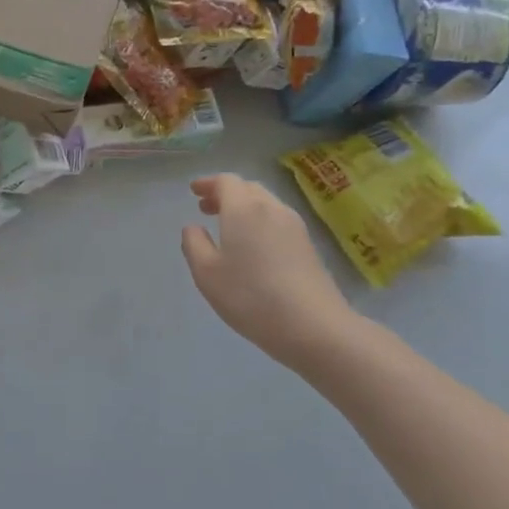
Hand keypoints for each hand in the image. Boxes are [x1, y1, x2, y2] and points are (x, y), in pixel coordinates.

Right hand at [181, 174, 366, 374]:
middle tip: (206, 208)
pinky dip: (259, 220)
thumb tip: (193, 228)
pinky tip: (253, 245)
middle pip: (247, 188)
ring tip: (228, 226)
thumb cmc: (251, 297)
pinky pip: (278, 220)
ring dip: (244, 207)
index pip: (226, 181)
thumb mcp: (206, 273)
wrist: (314, 327)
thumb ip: (193, 244)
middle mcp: (271, 208)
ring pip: (265, 203)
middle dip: (225, 193)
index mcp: (244, 209)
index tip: (194, 191)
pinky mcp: (308, 245)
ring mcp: (294, 226)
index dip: (208, 183)